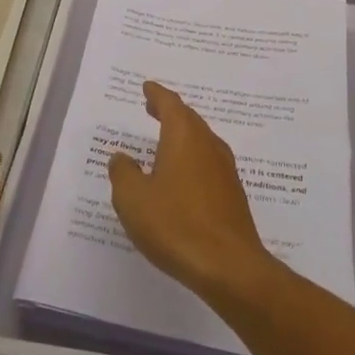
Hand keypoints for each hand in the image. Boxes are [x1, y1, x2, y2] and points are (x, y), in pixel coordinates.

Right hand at [105, 82, 277, 302]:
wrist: (229, 266)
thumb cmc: (175, 224)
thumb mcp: (133, 199)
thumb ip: (123, 173)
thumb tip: (121, 157)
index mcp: (184, 137)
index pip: (170, 104)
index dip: (157, 94)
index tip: (147, 88)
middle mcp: (208, 145)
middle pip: (189, 119)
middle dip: (170, 112)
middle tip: (153, 108)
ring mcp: (225, 171)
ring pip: (202, 141)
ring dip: (183, 136)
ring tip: (165, 140)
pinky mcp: (233, 195)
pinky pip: (208, 164)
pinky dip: (193, 159)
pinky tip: (183, 177)